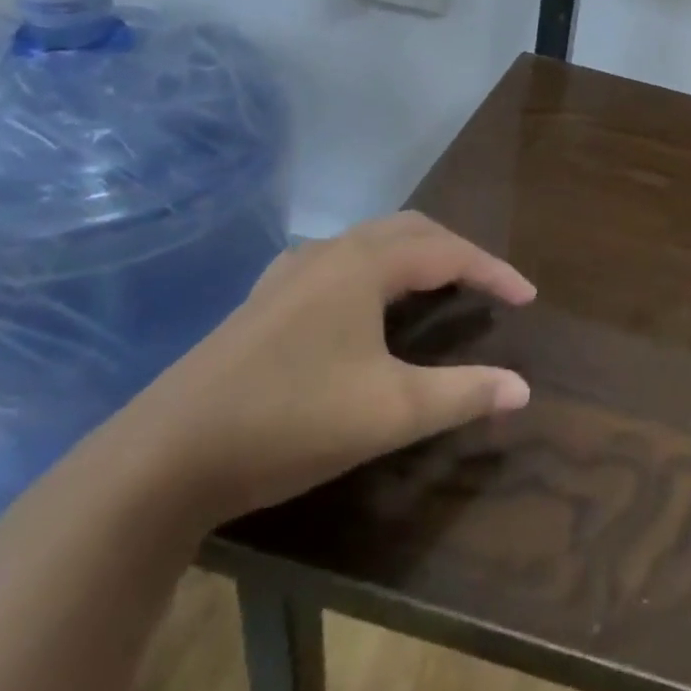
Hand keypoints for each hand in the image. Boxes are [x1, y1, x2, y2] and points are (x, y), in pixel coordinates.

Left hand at [115, 212, 534, 524]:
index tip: (528, 298)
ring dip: (415, 255)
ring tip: (438, 288)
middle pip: (412, 231)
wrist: (162, 459)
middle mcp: (331, 253)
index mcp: (365, 265)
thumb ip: (463, 394)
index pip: (450, 252)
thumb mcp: (389, 413)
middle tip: (487, 286)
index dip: (494, 272)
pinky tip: (364, 302)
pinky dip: (375, 268)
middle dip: (458, 252)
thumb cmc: (289, 422)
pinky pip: (339, 261)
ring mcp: (291, 272)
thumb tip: (523, 388)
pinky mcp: (264, 299)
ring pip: (371, 241)